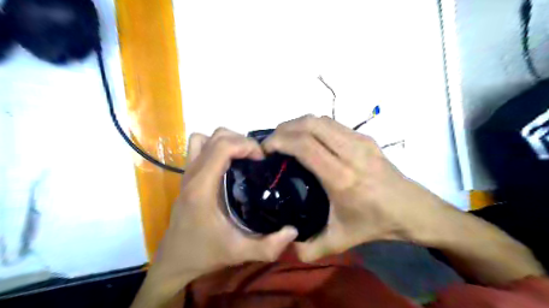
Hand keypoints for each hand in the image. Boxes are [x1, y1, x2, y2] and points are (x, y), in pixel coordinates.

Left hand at [151, 128, 297, 278]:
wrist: (174, 259)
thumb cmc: (204, 253)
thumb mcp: (239, 253)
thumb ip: (269, 246)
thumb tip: (294, 231)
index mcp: (203, 187)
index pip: (223, 146)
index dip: (247, 145)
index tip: (262, 160)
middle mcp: (193, 174)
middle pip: (217, 137)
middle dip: (242, 141)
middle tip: (257, 159)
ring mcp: (187, 172)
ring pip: (205, 138)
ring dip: (227, 141)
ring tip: (243, 158)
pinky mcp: (187, 175)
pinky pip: (199, 147)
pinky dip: (215, 146)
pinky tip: (228, 163)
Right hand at [263, 115, 451, 261]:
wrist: (413, 209)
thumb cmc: (375, 224)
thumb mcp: (340, 241)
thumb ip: (309, 249)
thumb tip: (285, 244)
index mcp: (341, 177)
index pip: (304, 144)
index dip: (279, 141)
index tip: (265, 150)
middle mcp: (350, 152)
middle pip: (309, 124)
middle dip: (284, 128)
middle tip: (272, 143)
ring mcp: (360, 140)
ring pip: (320, 119)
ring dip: (298, 124)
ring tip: (286, 139)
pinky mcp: (365, 137)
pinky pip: (331, 123)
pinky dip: (313, 126)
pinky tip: (308, 139)